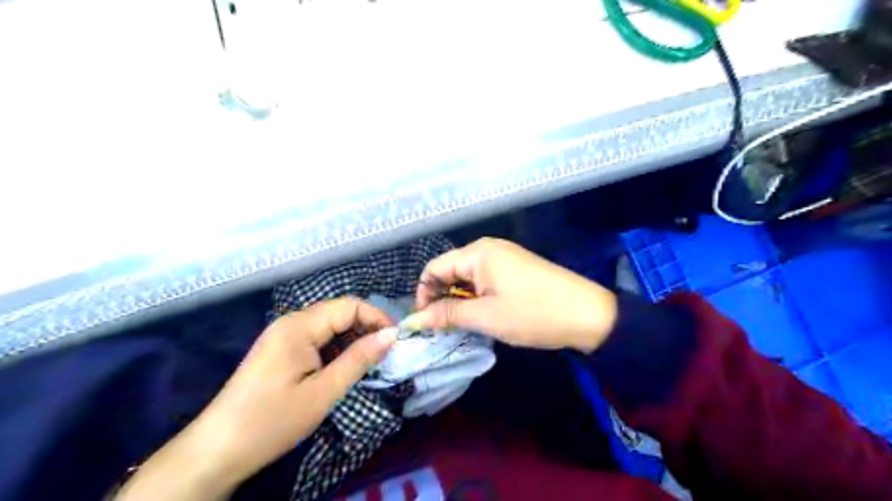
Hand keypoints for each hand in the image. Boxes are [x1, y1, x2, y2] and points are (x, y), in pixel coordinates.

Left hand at [115, 298, 397, 500]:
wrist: (215, 451)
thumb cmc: (272, 421)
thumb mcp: (323, 392)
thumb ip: (359, 359)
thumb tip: (392, 335)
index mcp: (299, 326)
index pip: (349, 306)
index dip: (377, 318)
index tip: (397, 340)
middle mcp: (290, 322)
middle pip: (339, 312)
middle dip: (366, 328)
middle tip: (387, 353)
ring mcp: (283, 335)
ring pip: (329, 326)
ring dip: (352, 339)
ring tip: (369, 362)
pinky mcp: (280, 350)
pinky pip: (316, 339)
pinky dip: (336, 349)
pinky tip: (344, 367)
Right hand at [408, 238, 617, 351]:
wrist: (588, 314)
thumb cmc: (533, 313)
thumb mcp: (486, 317)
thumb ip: (447, 315)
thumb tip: (414, 320)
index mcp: (477, 253)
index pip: (433, 268)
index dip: (423, 295)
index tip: (425, 323)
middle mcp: (488, 248)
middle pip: (450, 271)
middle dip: (442, 298)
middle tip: (444, 328)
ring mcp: (504, 257)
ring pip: (467, 277)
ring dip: (460, 300)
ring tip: (463, 325)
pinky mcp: (515, 268)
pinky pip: (484, 280)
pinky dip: (477, 297)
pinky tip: (483, 315)